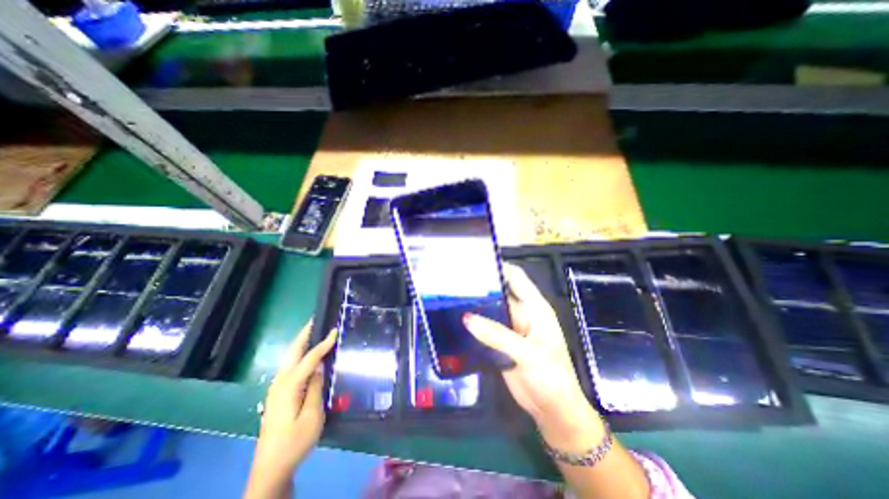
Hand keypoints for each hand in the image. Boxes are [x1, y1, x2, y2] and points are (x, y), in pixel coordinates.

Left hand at [245, 321, 338, 496]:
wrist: (272, 467)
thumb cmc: (295, 441)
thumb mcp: (313, 415)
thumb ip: (316, 387)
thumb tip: (320, 367)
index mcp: (289, 386)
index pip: (310, 358)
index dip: (323, 343)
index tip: (335, 330)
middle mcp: (280, 382)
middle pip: (292, 352)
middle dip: (304, 334)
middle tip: (316, 320)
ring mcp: (276, 388)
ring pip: (289, 358)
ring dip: (301, 343)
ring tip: (315, 332)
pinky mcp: (278, 394)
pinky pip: (290, 367)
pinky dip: (299, 355)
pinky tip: (308, 355)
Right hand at [467, 265, 603, 456]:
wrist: (553, 411)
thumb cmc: (551, 377)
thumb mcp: (527, 353)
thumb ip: (497, 335)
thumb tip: (467, 317)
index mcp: (535, 308)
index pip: (517, 278)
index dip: (499, 268)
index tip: (476, 263)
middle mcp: (522, 313)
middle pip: (500, 293)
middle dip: (481, 287)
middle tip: (456, 281)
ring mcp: (510, 328)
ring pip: (490, 310)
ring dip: (475, 305)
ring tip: (451, 297)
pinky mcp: (500, 343)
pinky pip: (485, 328)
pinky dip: (474, 324)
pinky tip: (456, 320)